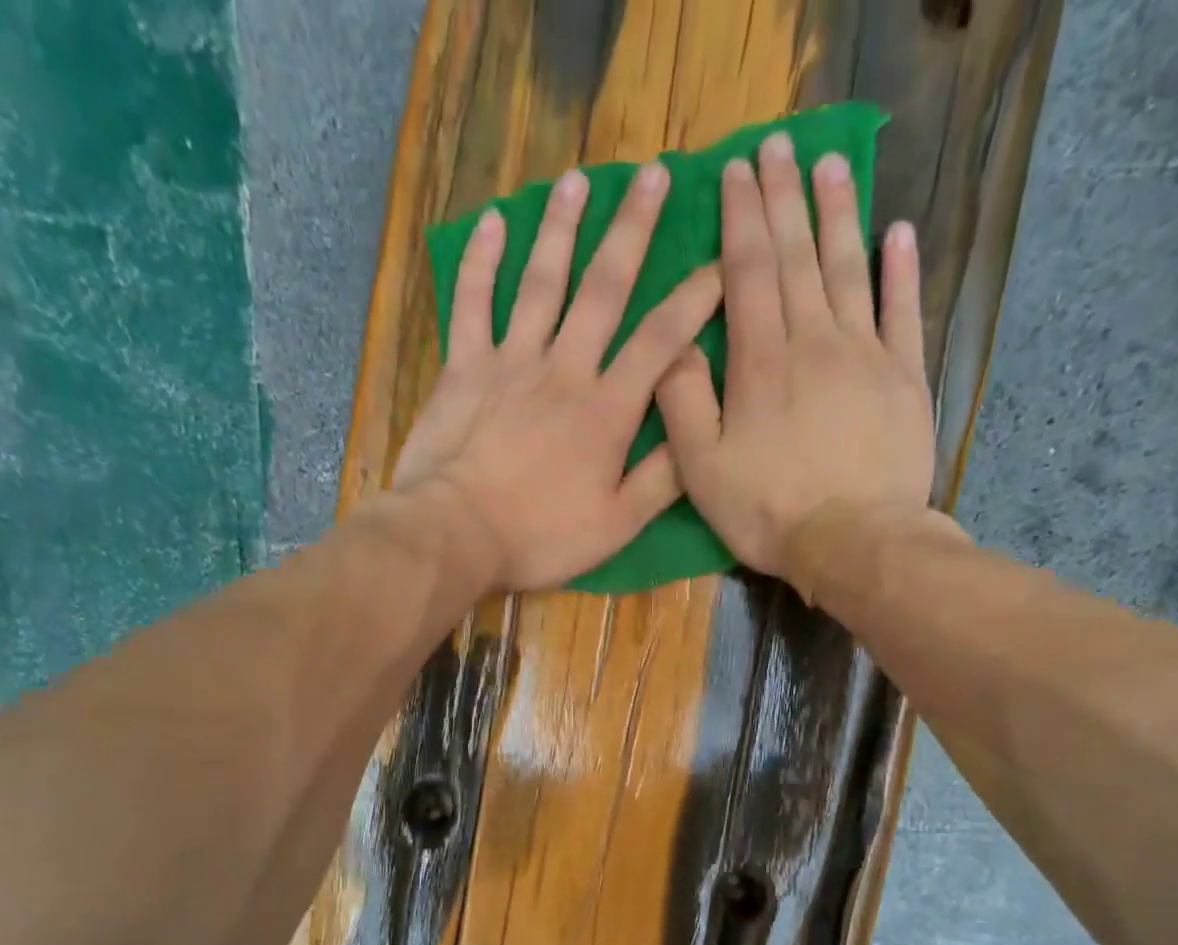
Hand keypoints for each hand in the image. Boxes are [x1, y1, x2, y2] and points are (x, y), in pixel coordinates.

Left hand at [392, 163, 723, 592]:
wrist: (455, 534)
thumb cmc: (539, 536)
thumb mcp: (615, 526)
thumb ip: (660, 480)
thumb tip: (699, 436)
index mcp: (606, 410)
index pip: (661, 341)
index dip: (695, 299)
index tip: (722, 262)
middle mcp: (564, 369)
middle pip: (603, 289)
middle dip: (632, 230)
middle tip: (653, 174)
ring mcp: (510, 361)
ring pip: (541, 282)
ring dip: (562, 228)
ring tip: (580, 180)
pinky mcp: (464, 367)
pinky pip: (473, 302)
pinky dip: (482, 261)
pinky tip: (494, 222)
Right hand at [655, 131, 938, 585]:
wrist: (854, 542)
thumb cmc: (769, 512)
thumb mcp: (703, 470)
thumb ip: (684, 403)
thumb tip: (672, 344)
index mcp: (761, 363)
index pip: (749, 273)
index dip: (741, 220)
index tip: (735, 173)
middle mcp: (814, 342)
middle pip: (798, 257)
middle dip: (784, 199)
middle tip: (778, 147)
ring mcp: (866, 355)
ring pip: (850, 269)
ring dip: (838, 214)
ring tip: (829, 166)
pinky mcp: (905, 377)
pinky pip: (905, 311)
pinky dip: (902, 270)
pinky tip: (899, 232)